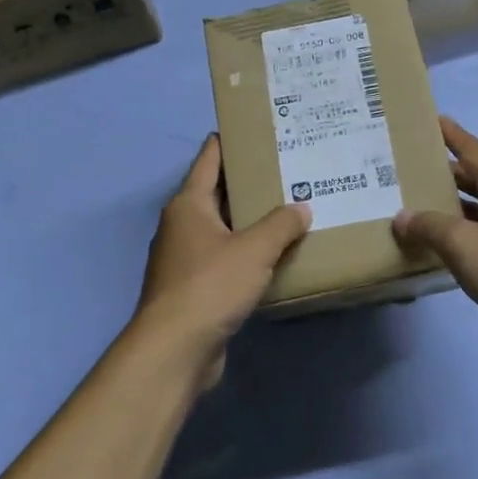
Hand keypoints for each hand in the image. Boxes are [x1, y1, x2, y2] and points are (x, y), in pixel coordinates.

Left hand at [130, 135, 310, 387]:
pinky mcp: (193, 287)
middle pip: (217, 192)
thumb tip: (302, 208)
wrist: (175, 349)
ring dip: (249, 221)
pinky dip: (245, 253)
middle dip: (249, 183)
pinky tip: (274, 256)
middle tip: (287, 170)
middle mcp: (182, 225)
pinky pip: (224, 258)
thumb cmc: (210, 286)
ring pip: (222, 228)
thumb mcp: (254, 250)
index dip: (230, 141)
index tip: (258, 129)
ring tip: (288, 209)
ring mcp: (184, 258)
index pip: (209, 158)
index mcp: (189, 204)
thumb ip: (281, 225)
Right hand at [392, 118, 477, 370]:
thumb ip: (429, 227)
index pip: (471, 148)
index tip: (431, 119)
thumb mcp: (463, 245)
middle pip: (476, 176)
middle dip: (445, 172)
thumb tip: (403, 216)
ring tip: (420, 208)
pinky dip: (469, 232)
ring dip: (455, 205)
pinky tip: (449, 247)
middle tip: (409, 171)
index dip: (450, 134)